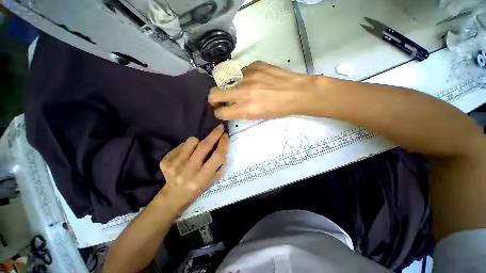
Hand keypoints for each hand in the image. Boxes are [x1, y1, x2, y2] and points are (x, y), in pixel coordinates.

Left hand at [157, 124, 228, 211]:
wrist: (174, 195)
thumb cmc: (198, 187)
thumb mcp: (212, 180)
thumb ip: (220, 164)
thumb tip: (224, 145)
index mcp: (202, 178)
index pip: (216, 157)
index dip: (223, 144)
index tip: (226, 135)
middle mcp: (188, 171)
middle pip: (204, 146)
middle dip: (214, 134)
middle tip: (220, 127)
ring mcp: (175, 165)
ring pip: (191, 141)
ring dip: (199, 141)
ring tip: (198, 149)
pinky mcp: (166, 160)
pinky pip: (181, 145)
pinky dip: (187, 147)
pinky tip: (187, 155)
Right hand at [208, 61, 315, 119]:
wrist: (296, 92)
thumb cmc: (279, 109)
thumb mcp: (258, 116)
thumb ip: (241, 112)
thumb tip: (230, 108)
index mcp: (246, 108)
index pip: (221, 112)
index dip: (218, 113)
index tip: (220, 112)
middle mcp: (243, 92)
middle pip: (214, 93)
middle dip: (213, 99)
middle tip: (219, 101)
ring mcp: (248, 76)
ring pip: (225, 81)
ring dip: (229, 88)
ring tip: (240, 90)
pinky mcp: (254, 65)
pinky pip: (241, 73)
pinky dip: (243, 79)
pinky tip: (253, 81)